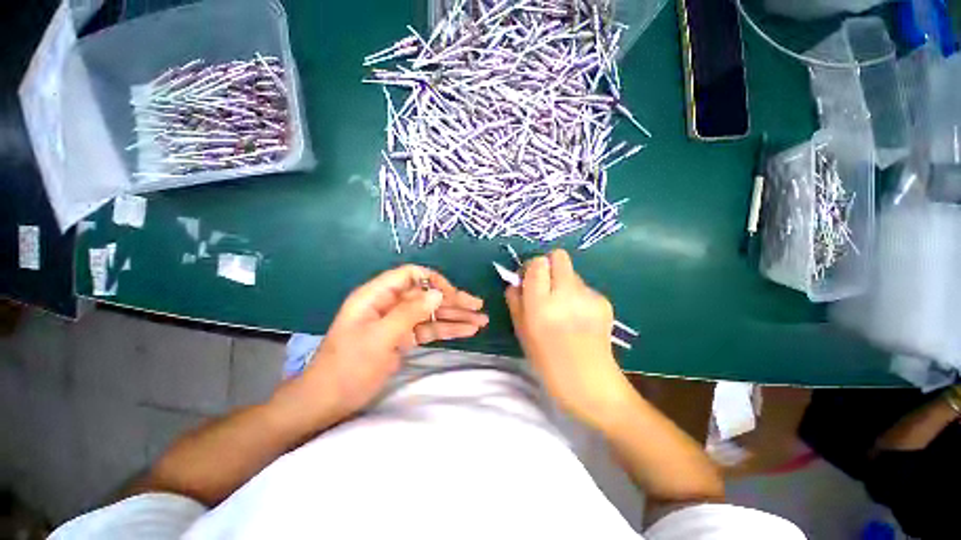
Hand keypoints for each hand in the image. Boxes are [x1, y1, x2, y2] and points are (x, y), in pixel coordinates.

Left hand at [294, 265, 486, 423]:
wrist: (328, 401)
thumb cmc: (349, 367)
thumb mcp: (379, 338)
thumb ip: (409, 313)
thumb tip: (438, 294)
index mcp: (377, 295)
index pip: (412, 275)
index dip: (435, 282)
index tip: (453, 296)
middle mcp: (390, 304)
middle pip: (427, 295)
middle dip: (453, 301)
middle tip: (478, 307)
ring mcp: (398, 321)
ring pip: (431, 313)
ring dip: (455, 317)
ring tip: (481, 321)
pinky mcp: (403, 338)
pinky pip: (428, 330)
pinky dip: (447, 330)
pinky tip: (466, 331)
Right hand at [505, 249, 631, 427]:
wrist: (590, 383)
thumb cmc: (548, 362)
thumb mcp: (522, 332)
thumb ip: (515, 301)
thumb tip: (516, 282)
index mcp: (541, 305)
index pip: (538, 263)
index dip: (532, 267)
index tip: (529, 280)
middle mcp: (566, 295)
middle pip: (559, 256)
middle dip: (549, 265)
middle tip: (545, 285)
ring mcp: (588, 297)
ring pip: (572, 272)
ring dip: (563, 282)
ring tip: (563, 307)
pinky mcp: (604, 301)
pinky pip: (584, 287)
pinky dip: (577, 295)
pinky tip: (578, 316)